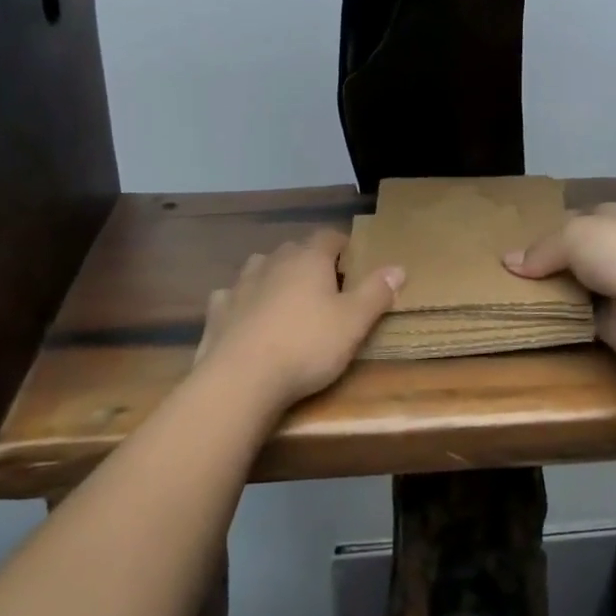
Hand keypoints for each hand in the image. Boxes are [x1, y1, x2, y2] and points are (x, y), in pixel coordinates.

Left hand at [193, 230, 404, 408]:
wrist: (241, 378)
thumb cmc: (306, 346)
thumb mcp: (354, 323)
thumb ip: (376, 292)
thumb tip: (398, 267)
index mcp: (308, 259)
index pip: (329, 236)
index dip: (343, 245)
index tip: (354, 261)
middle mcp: (273, 261)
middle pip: (295, 250)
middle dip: (310, 262)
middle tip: (326, 287)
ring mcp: (241, 283)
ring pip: (261, 267)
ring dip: (274, 277)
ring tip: (287, 298)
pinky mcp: (218, 310)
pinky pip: (233, 296)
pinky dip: (243, 301)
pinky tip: (247, 317)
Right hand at [504, 203, 615, 361]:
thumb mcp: (572, 235)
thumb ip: (541, 250)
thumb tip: (507, 262)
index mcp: (608, 218)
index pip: (571, 221)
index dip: (545, 230)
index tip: (513, 243)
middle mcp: (612, 251)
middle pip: (568, 258)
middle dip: (541, 267)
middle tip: (501, 276)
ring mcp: (612, 288)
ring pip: (569, 290)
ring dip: (547, 296)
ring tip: (505, 299)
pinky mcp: (610, 323)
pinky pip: (575, 320)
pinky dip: (557, 322)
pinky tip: (527, 322)